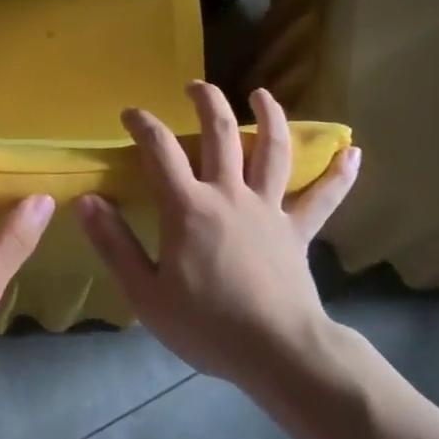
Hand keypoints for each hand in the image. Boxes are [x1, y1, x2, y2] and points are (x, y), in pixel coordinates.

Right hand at [76, 83, 360, 393]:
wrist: (278, 353)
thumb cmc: (206, 325)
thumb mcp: (145, 293)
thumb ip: (114, 244)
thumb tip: (86, 200)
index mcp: (188, 207)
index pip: (159, 149)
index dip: (143, 124)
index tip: (132, 113)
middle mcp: (229, 194)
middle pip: (219, 133)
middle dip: (206, 102)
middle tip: (196, 86)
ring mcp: (268, 208)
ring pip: (272, 150)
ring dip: (268, 117)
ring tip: (262, 94)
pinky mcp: (297, 230)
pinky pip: (322, 197)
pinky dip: (338, 174)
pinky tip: (352, 151)